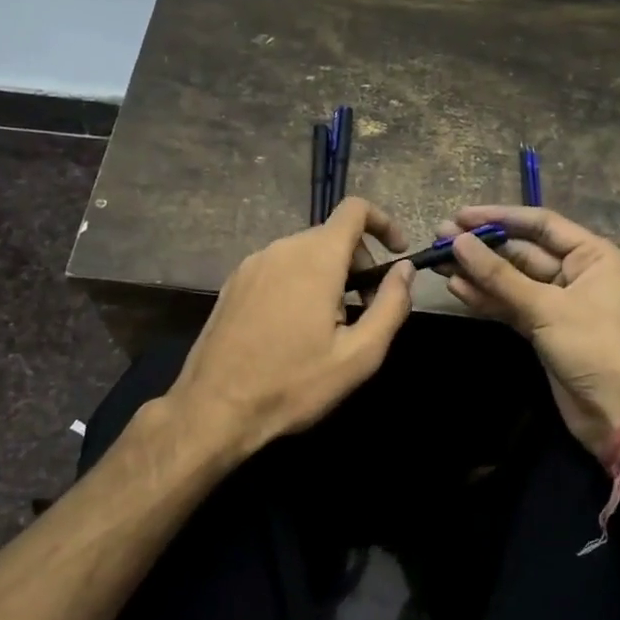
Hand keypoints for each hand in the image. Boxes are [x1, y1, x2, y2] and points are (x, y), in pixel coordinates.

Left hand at [168, 197, 414, 461]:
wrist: (214, 409)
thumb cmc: (293, 384)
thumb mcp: (359, 355)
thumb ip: (391, 305)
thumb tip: (404, 269)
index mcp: (315, 258)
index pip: (355, 209)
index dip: (383, 223)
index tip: (397, 254)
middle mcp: (281, 249)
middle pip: (331, 235)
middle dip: (359, 263)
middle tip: (367, 310)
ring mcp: (252, 264)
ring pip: (304, 253)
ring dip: (330, 276)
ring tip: (331, 326)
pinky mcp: (233, 283)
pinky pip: (279, 268)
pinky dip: (300, 283)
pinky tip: (296, 329)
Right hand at [440, 206, 619, 457]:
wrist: (618, 414)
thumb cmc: (594, 347)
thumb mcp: (546, 308)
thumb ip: (500, 276)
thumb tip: (459, 242)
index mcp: (592, 255)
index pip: (541, 224)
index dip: (500, 217)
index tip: (461, 216)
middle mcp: (576, 272)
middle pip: (522, 251)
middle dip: (483, 246)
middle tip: (441, 237)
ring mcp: (558, 302)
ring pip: (512, 279)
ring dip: (478, 271)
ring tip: (438, 261)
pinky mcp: (543, 328)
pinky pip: (511, 305)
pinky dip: (486, 298)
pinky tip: (456, 287)